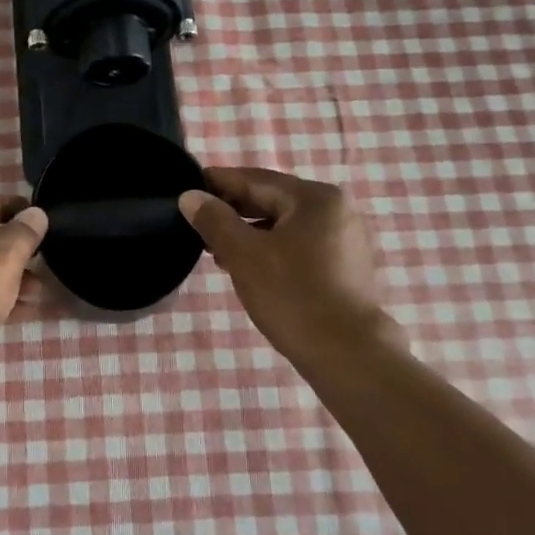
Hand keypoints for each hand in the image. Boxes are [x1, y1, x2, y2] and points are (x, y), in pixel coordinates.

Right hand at [178, 167, 404, 372]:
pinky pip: (300, 244)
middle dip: (233, 210)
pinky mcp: (345, 265)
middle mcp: (336, 209)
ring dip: (250, 232)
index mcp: (314, 197)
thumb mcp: (244, 255)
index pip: (255, 179)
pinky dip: (272, 248)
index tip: (187, 186)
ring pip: (285, 224)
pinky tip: (249, 266)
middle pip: (273, 199)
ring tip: (216, 250)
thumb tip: (190, 196)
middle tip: (197, 222)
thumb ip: (214, 220)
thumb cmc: (292, 297)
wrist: (347, 354)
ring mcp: (345, 238)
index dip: (218, 182)